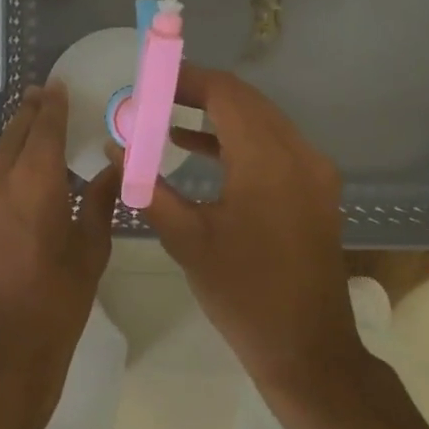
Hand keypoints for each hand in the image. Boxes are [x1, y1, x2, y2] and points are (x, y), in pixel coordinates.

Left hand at [0, 83, 120, 414]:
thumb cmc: (56, 302)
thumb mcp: (90, 250)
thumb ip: (101, 200)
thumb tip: (114, 169)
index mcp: (33, 179)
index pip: (45, 124)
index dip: (54, 102)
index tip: (60, 85)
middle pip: (16, 131)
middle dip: (33, 113)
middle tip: (48, 100)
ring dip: (17, 144)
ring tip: (39, 144)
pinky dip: (3, 171)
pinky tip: (19, 185)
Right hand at [143, 65, 362, 396]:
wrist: (307, 349)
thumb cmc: (242, 293)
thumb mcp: (186, 238)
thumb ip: (147, 186)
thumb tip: (115, 148)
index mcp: (267, 161)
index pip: (225, 93)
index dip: (185, 79)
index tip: (147, 79)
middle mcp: (298, 153)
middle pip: (244, 100)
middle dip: (195, 91)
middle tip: (150, 95)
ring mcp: (312, 171)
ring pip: (259, 118)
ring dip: (214, 112)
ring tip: (163, 113)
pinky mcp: (313, 188)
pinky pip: (271, 143)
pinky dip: (234, 137)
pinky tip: (193, 146)